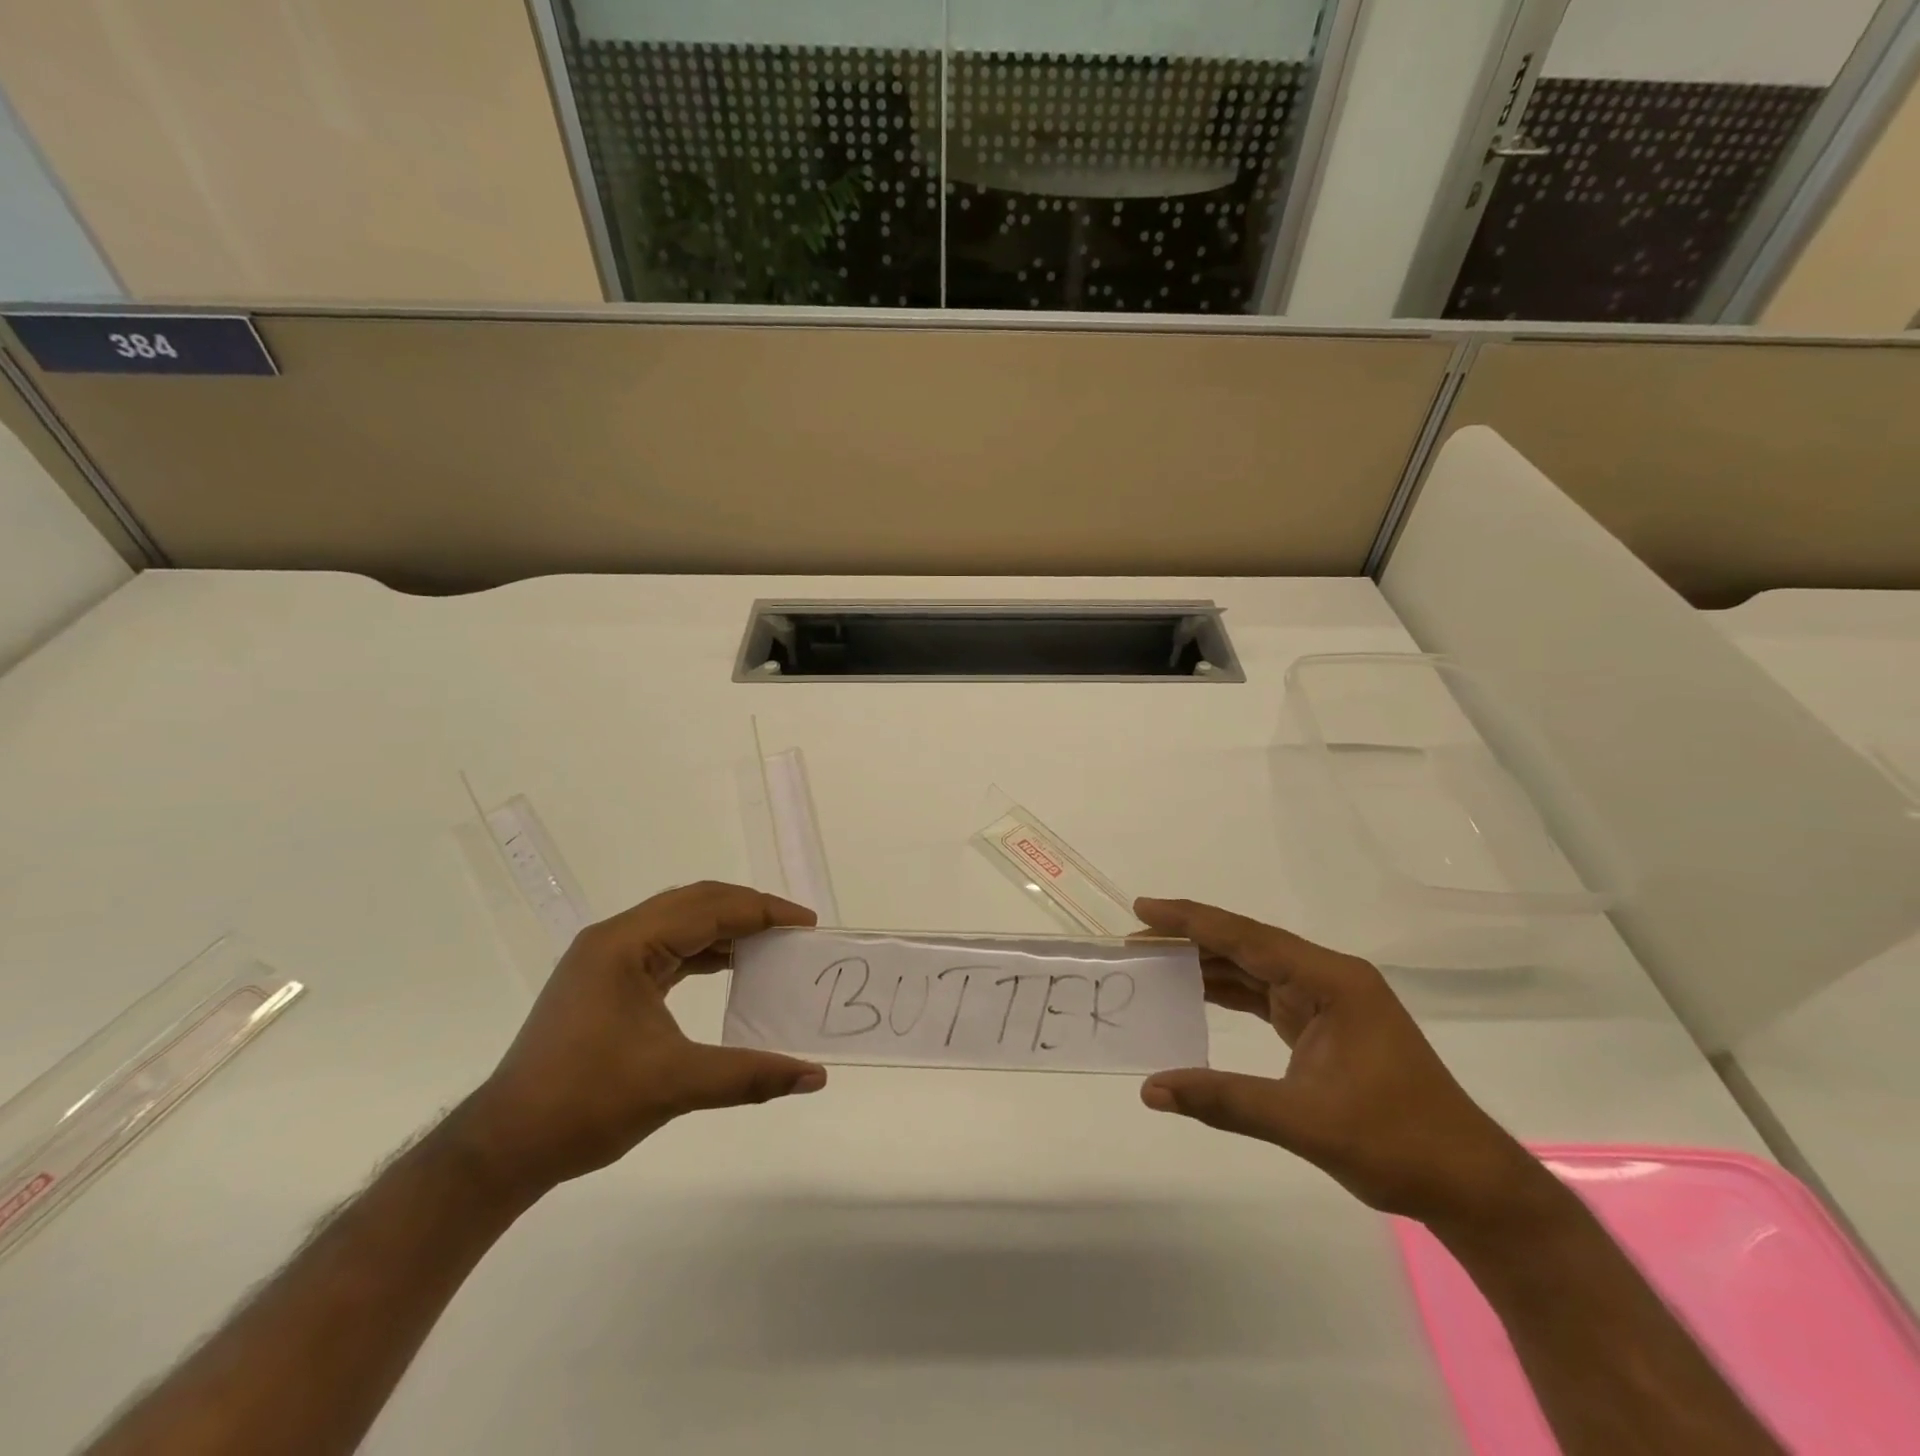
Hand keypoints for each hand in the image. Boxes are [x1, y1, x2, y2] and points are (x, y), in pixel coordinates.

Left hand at [455, 882, 826, 1198]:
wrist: (504, 1147)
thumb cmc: (585, 1104)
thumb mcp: (675, 1084)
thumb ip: (750, 1074)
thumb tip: (815, 1077)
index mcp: (626, 944)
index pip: (709, 909)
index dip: (763, 912)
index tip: (806, 923)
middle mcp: (614, 938)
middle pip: (695, 903)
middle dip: (748, 910)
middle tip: (793, 930)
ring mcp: (605, 958)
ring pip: (678, 922)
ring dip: (726, 929)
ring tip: (770, 945)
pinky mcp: (604, 980)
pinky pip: (665, 947)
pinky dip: (703, 951)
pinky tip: (728, 968)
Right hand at [1136, 897, 1555, 1230]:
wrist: (1466, 1185)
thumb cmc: (1396, 1143)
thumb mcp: (1304, 1120)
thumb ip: (1224, 1099)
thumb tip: (1151, 1090)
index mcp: (1331, 981)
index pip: (1246, 937)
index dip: (1190, 921)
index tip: (1143, 910)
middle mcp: (1328, 979)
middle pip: (1246, 945)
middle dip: (1190, 939)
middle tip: (1135, 939)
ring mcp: (1328, 1001)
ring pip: (1253, 969)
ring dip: (1206, 965)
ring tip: (1153, 960)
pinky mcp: (1324, 1026)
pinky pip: (1264, 996)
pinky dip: (1227, 992)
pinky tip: (1194, 993)